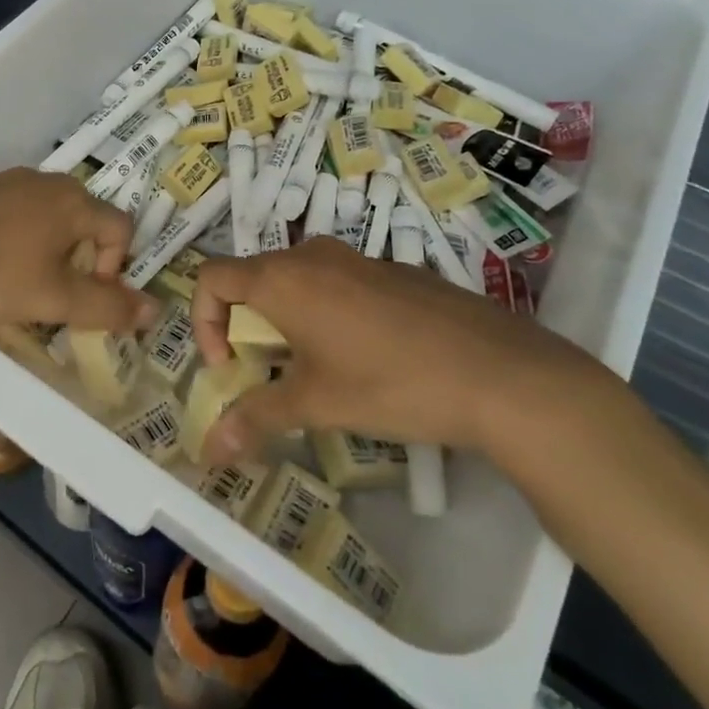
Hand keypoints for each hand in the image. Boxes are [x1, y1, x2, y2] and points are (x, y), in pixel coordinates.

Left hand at [0, 168, 158, 334]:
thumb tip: (155, 311)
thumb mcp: (56, 298)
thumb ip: (108, 307)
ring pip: (47, 218)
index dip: (116, 266)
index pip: (120, 228)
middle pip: (83, 221)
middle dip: (81, 259)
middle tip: (56, 294)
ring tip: (21, 284)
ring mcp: (9, 182)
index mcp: (75, 202)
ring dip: (47, 251)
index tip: (87, 296)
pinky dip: (16, 240)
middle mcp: (47, 183)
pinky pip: (14, 214)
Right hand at [189, 236, 589, 463]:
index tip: (231, 368)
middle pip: (253, 280)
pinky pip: (338, 284)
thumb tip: (208, 451)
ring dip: (288, 321)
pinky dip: (328, 314)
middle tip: (271, 375)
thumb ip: (256, 418)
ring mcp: (357, 259)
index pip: (211, 279)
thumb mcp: (317, 404)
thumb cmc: (391, 383)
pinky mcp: (394, 271)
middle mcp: (312, 256)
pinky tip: (369, 359)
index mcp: (283, 278)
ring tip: (317, 370)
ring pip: (298, 281)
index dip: (204, 323)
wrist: (503, 374)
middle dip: (247, 328)